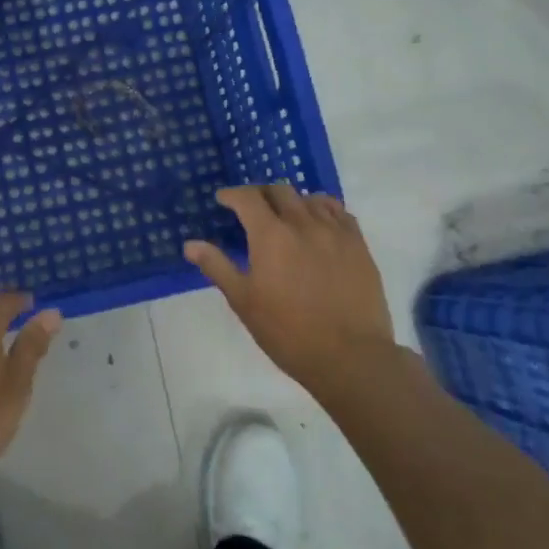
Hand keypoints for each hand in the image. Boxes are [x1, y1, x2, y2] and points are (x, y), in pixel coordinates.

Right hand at [184, 184, 398, 398]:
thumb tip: (190, 244)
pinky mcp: (358, 245)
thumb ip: (217, 266)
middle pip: (279, 190)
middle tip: (251, 208)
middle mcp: (303, 223)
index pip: (247, 198)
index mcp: (271, 235)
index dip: (232, 194)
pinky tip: (318, 222)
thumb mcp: (243, 301)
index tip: (223, 200)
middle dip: (260, 194)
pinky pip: (339, 212)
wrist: (350, 357)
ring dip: (291, 201)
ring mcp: (335, 232)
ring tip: (285, 216)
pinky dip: (322, 209)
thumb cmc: (288, 332)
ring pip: (310, 198)